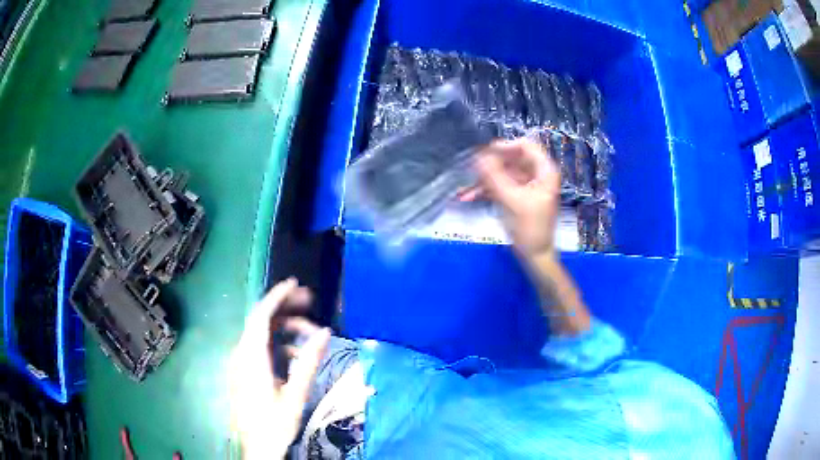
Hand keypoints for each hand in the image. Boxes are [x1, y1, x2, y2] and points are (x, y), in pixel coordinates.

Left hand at [229, 278, 330, 459]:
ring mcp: (240, 363)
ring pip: (261, 335)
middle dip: (285, 308)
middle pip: (261, 321)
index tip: (295, 283)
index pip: (261, 316)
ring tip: (310, 333)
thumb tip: (325, 332)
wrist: (257, 447)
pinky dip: (278, 345)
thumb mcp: (296, 394)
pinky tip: (296, 356)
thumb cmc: (275, 423)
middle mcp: (241, 355)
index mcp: (251, 358)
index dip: (277, 296)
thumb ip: (309, 361)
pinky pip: (260, 349)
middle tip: (311, 302)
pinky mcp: (244, 372)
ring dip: (285, 329)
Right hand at [473, 138, 560, 257]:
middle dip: (490, 165)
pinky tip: (467, 196)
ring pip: (503, 173)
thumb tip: (478, 156)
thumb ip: (494, 176)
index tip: (485, 153)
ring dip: (484, 179)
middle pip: (511, 159)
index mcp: (544, 171)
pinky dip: (486, 190)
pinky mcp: (517, 196)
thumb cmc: (529, 229)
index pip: (526, 146)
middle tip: (470, 169)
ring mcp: (526, 185)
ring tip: (464, 186)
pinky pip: (500, 186)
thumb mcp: (511, 200)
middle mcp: (537, 174)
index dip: (505, 146)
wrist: (534, 256)